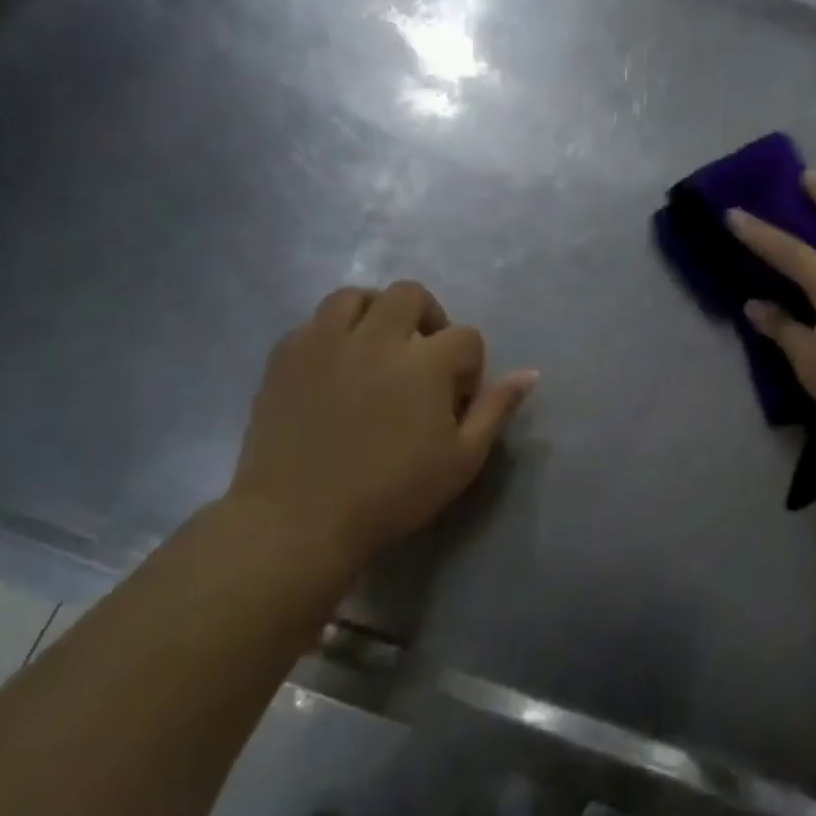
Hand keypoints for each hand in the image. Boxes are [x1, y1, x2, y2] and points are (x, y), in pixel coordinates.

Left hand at [225, 280, 536, 555]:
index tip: (456, 400)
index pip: (466, 336)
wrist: (299, 521)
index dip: (470, 365)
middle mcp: (377, 338)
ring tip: (377, 347)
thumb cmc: (392, 493)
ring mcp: (326, 343)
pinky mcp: (286, 357)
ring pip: (355, 296)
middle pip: (410, 294)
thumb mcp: (462, 459)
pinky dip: (332, 333)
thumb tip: (529, 374)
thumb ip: (495, 409)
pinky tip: (337, 366)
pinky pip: (313, 322)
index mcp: (425, 362)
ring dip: (375, 312)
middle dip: (427, 317)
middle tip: (422, 357)